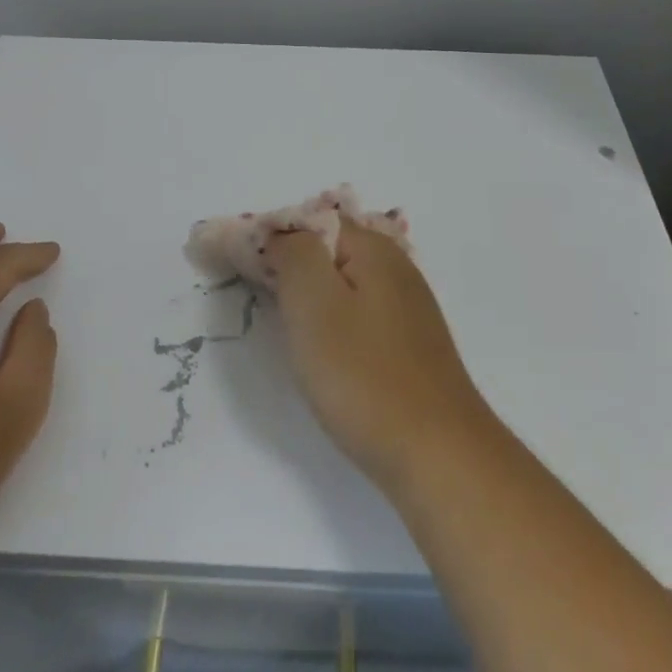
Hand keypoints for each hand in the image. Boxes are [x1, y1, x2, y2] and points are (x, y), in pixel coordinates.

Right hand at [266, 222, 489, 490]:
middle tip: (251, 293)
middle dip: (287, 261)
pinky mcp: (410, 343)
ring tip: (280, 320)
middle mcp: (396, 267)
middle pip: (328, 247)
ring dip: (308, 291)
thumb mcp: (314, 303)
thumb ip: (293, 253)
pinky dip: (332, 318)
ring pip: (344, 281)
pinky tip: (322, 347)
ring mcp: (408, 306)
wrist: (438, 453)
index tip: (233, 263)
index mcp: (373, 248)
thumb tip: (280, 233)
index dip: (269, 235)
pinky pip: (359, 311)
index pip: (310, 219)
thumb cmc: (364, 375)